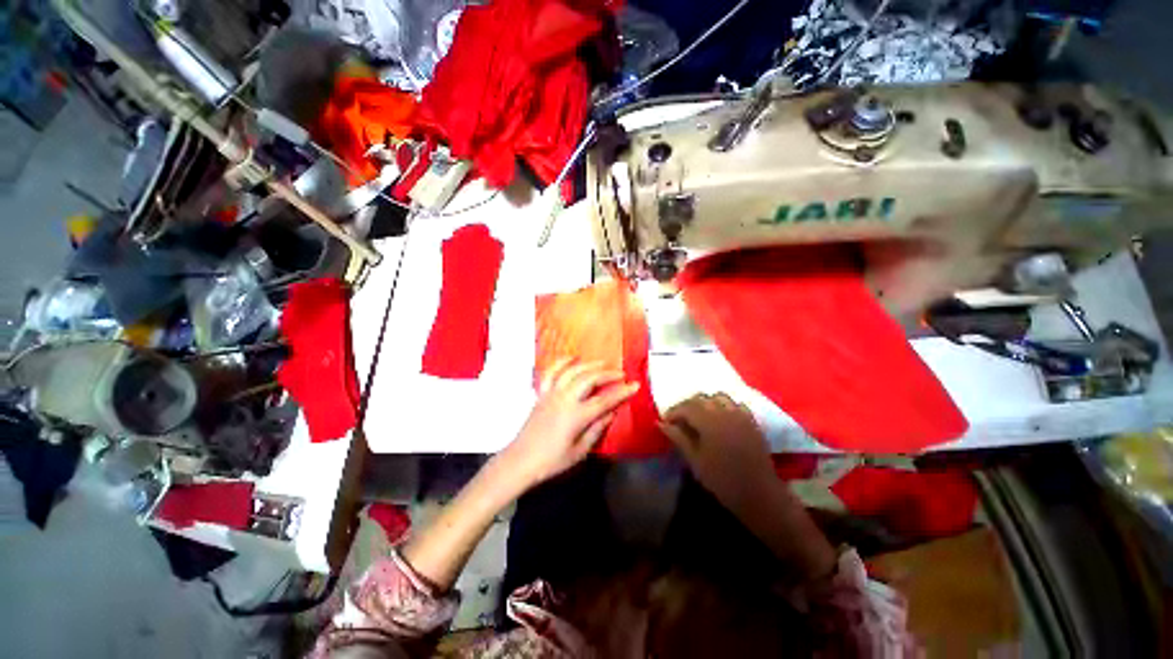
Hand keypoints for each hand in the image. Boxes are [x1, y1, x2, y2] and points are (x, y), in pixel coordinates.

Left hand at [498, 358, 639, 487]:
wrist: (520, 461)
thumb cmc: (552, 461)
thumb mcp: (580, 451)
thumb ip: (597, 430)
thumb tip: (612, 412)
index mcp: (576, 416)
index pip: (605, 400)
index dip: (622, 392)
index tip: (635, 385)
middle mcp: (564, 399)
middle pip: (589, 379)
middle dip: (607, 374)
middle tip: (621, 373)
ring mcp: (551, 393)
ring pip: (572, 371)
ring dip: (589, 364)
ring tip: (602, 362)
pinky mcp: (542, 393)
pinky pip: (551, 372)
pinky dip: (562, 361)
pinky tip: (572, 357)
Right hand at [660, 393, 775, 509]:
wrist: (759, 495)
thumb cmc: (722, 480)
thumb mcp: (695, 460)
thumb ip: (678, 438)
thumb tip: (660, 423)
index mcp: (710, 422)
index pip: (687, 406)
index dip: (674, 412)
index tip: (666, 422)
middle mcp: (725, 412)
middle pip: (701, 398)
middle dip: (687, 406)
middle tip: (679, 420)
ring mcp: (741, 415)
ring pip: (718, 397)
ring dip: (705, 403)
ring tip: (699, 417)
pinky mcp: (752, 421)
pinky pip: (735, 404)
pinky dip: (724, 406)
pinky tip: (720, 419)